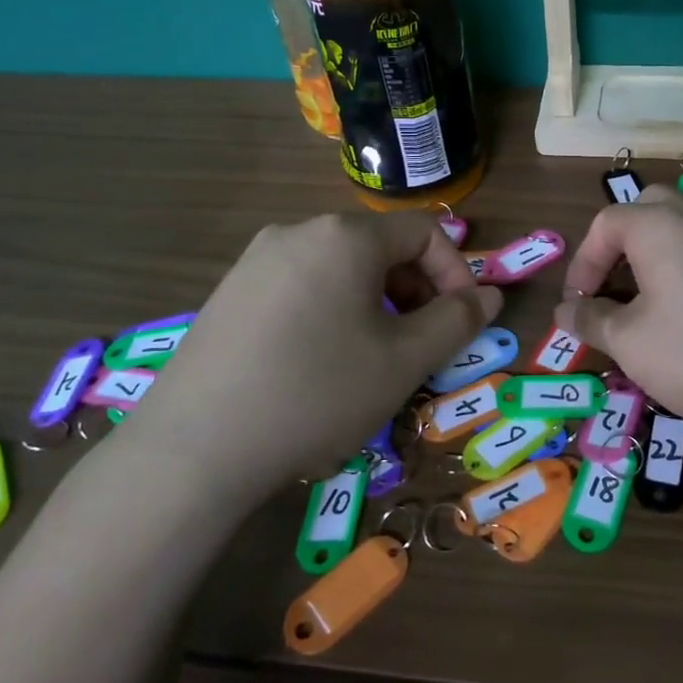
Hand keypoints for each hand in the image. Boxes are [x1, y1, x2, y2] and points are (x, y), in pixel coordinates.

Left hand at [125, 212, 502, 497]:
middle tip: (421, 344)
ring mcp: (255, 261)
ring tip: (374, 358)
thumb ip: (457, 321)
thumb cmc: (316, 394)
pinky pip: (301, 287)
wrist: (193, 450)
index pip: (423, 233)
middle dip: (415, 291)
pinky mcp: (228, 294)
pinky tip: (320, 363)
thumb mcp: (404, 361)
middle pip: (380, 248)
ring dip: (375, 304)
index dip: (455, 273)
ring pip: (340, 269)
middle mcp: (297, 232)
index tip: (462, 322)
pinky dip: (331, 312)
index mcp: (344, 236)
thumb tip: (489, 295)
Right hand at [552, 185, 682, 434]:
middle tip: (617, 284)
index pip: (604, 225)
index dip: (583, 263)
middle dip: (625, 239)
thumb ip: (591, 321)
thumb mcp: (630, 344)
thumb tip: (565, 310)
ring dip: (674, 229)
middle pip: (650, 205)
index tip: (579, 305)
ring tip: (664, 268)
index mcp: (656, 225)